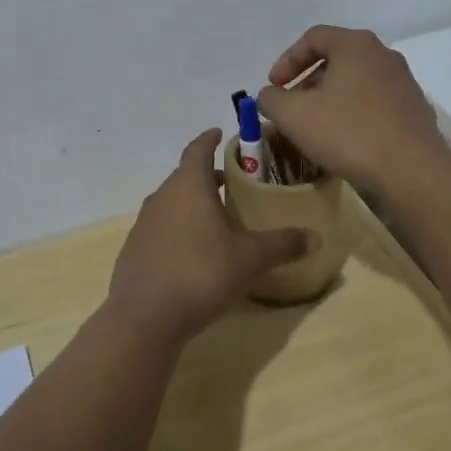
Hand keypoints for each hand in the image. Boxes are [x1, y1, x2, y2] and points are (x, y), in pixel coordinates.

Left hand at [105, 129, 315, 343]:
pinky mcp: (134, 251)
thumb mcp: (249, 258)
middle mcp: (162, 197)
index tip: (220, 133)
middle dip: (206, 176)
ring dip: (192, 204)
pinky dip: (178, 230)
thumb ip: (282, 244)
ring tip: (216, 217)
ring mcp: (144, 224)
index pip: (198, 149)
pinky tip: (194, 252)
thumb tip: (316, 237)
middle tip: (231, 181)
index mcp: (188, 186)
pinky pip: (161, 229)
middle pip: (185, 176)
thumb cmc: (201, 273)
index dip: (209, 139)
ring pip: (172, 203)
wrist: (145, 317)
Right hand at [254, 26, 449, 196]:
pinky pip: (375, 102)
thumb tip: (270, 95)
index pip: (313, 38)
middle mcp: (383, 55)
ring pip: (357, 81)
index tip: (274, 87)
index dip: (287, 60)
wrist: (412, 170)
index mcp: (355, 45)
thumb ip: (271, 99)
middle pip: (337, 58)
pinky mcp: (414, 109)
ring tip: (317, 125)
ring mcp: (404, 82)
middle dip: (308, 80)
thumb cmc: (349, 133)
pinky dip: (354, 112)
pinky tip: (346, 140)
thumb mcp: (294, 116)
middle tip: (293, 106)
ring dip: (331, 98)